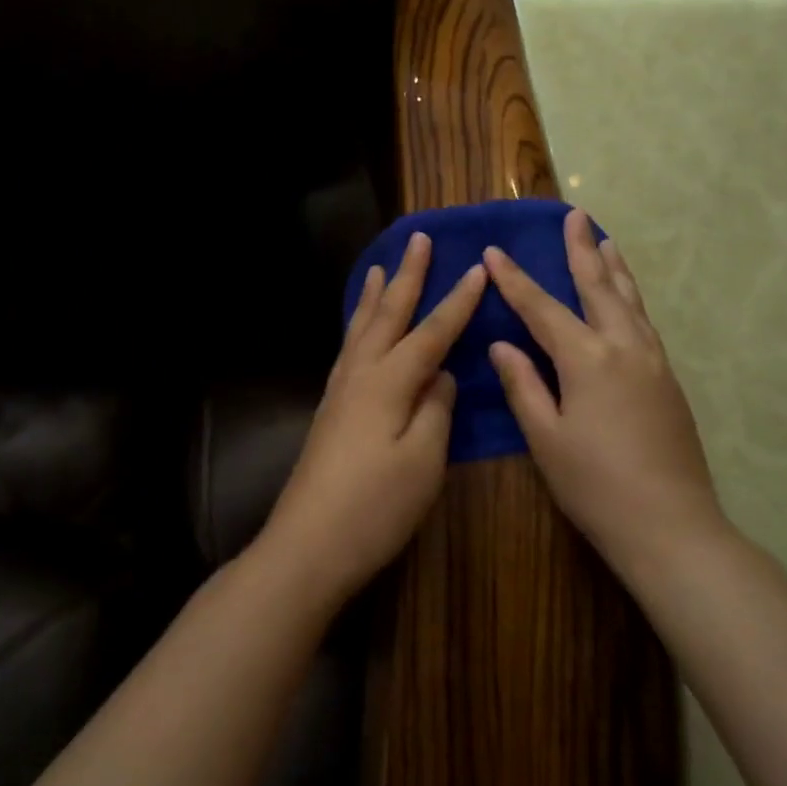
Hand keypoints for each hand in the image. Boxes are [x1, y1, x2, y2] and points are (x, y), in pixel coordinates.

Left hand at [258, 231, 486, 605]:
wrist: (308, 545)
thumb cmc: (374, 506)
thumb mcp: (422, 461)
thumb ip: (436, 410)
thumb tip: (441, 376)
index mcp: (388, 382)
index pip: (431, 332)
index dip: (457, 301)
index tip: (478, 269)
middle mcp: (359, 375)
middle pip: (388, 316)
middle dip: (407, 277)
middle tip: (418, 239)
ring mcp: (339, 393)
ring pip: (361, 330)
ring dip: (375, 297)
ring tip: (381, 269)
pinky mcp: (329, 412)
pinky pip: (348, 351)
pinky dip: (359, 327)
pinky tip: (360, 333)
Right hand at [483, 209, 725, 575]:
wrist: (671, 525)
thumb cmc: (596, 485)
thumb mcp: (546, 438)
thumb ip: (524, 385)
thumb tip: (503, 344)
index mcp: (588, 359)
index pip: (542, 308)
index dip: (515, 280)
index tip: (493, 251)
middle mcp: (624, 347)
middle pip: (598, 287)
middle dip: (581, 250)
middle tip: (574, 215)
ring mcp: (653, 361)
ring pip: (630, 300)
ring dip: (614, 267)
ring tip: (605, 239)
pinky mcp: (669, 380)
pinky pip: (644, 322)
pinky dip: (631, 298)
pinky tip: (626, 300)